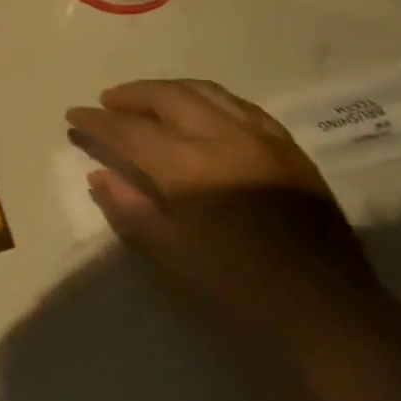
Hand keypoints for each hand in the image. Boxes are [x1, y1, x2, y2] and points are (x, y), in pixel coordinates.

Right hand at [66, 79, 389, 361]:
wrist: (326, 310)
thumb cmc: (236, 288)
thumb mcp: (171, 254)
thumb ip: (131, 208)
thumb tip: (100, 174)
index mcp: (189, 167)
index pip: (130, 130)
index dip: (97, 121)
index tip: (73, 115)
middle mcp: (224, 138)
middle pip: (168, 97)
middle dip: (131, 95)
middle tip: (106, 102)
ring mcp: (262, 138)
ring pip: (206, 92)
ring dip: (168, 90)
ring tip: (146, 100)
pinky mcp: (288, 148)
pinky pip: (239, 105)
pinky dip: (206, 99)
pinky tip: (198, 112)